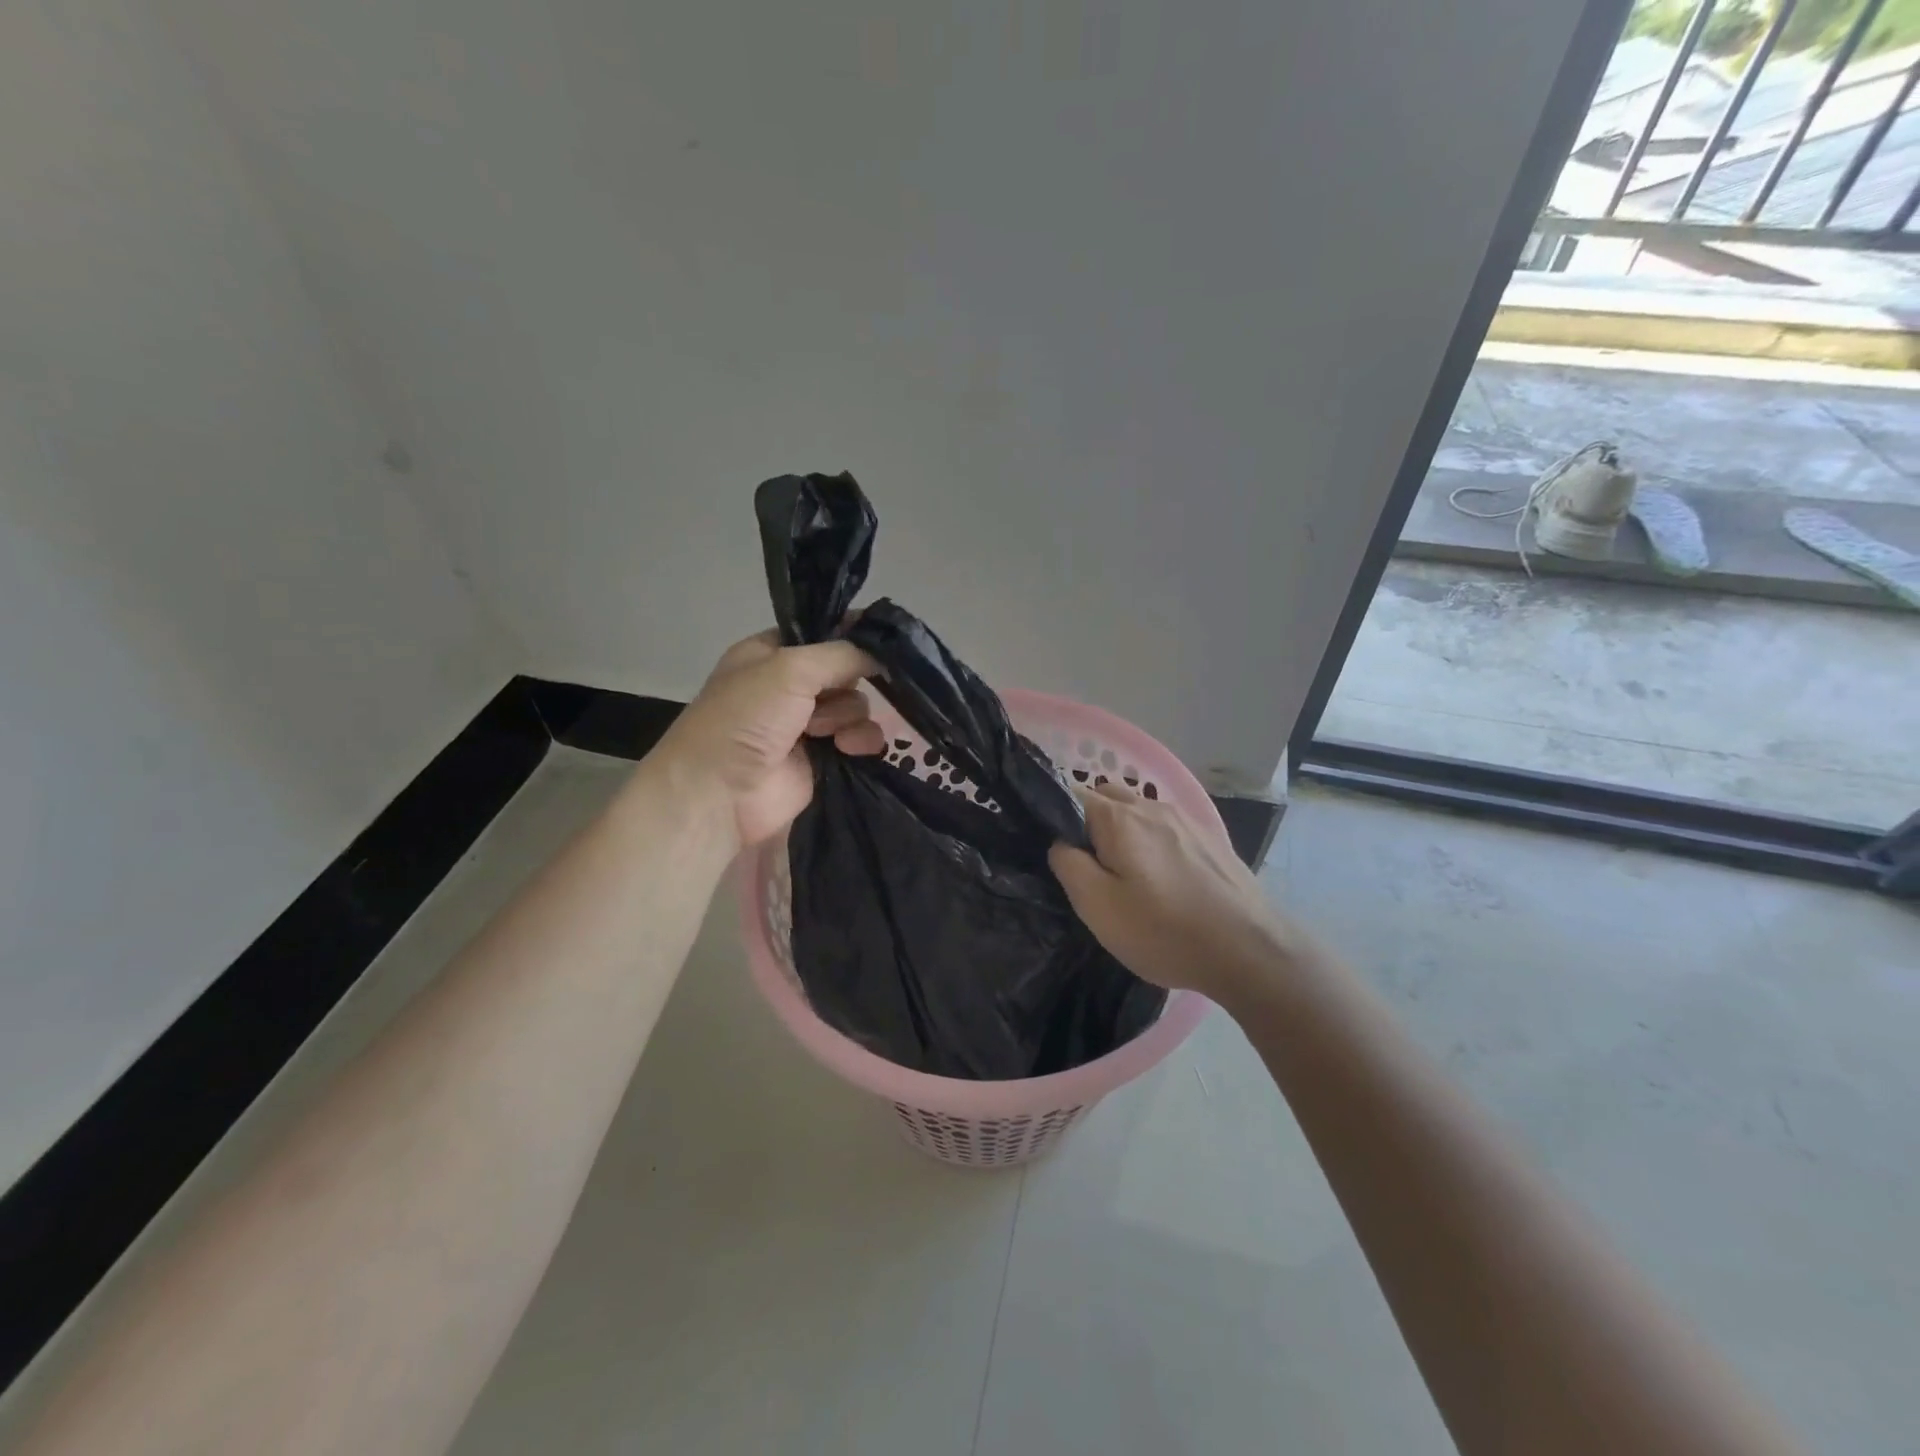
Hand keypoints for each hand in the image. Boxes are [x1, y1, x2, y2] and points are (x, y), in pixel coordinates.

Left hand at [650, 630, 883, 847]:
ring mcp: (804, 724)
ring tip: (829, 733)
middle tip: (829, 696)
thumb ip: (842, 654)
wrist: (721, 792)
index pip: (819, 634)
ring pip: (854, 706)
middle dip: (847, 682)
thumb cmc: (746, 717)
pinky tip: (849, 748)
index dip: (848, 635)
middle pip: (843, 671)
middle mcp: (787, 686)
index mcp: (769, 655)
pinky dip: (861, 741)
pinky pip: (857, 739)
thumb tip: (881, 654)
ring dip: (851, 715)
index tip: (878, 640)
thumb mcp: (792, 668)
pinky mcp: (820, 758)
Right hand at [1049, 783, 1296, 1002]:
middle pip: (1107, 796)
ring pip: (1139, 811)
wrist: (1250, 950)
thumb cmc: (1164, 931)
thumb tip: (1060, 843)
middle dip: (1090, 820)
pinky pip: (1166, 826)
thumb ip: (1068, 865)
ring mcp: (1186, 819)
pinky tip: (1162, 876)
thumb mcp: (1098, 907)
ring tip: (1127, 873)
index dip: (1057, 818)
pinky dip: (1153, 840)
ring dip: (1124, 830)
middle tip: (1091, 866)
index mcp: (1119, 818)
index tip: (1060, 853)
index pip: (1072, 794)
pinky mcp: (1210, 838)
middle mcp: (1152, 806)